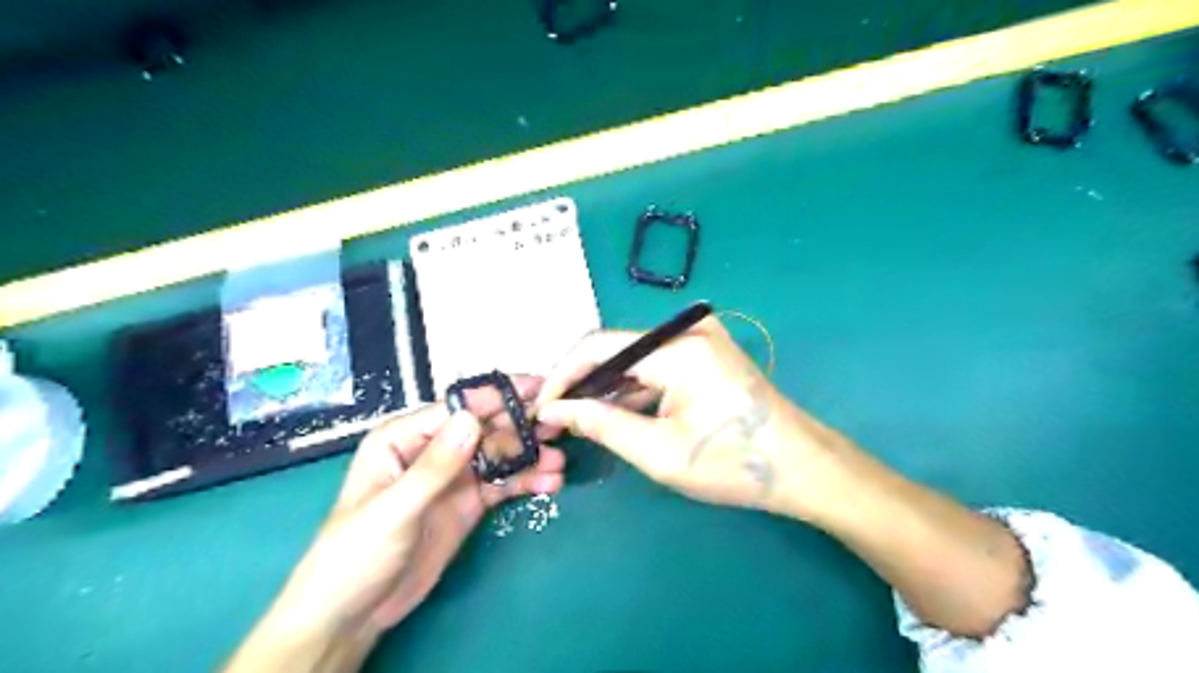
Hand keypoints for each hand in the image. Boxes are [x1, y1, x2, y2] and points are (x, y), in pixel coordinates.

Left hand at [235, 381, 570, 671]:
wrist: (353, 614)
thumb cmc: (356, 555)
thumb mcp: (394, 510)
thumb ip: (435, 466)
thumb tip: (472, 419)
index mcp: (405, 438)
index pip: (458, 408)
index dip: (498, 398)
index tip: (538, 390)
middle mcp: (433, 449)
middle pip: (485, 428)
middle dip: (521, 426)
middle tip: (559, 425)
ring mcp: (454, 477)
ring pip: (499, 455)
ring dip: (530, 456)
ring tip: (559, 462)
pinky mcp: (468, 502)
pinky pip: (502, 484)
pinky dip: (526, 481)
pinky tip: (550, 483)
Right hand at [533, 315, 823, 515]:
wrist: (800, 465)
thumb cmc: (732, 464)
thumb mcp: (659, 452)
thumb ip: (602, 425)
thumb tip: (555, 410)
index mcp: (678, 349)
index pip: (599, 348)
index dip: (563, 375)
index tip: (541, 406)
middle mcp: (687, 330)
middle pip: (616, 348)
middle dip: (582, 382)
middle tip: (556, 416)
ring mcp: (700, 337)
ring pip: (634, 356)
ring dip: (606, 386)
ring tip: (577, 417)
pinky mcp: (707, 350)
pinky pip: (656, 363)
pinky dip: (633, 386)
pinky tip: (615, 411)